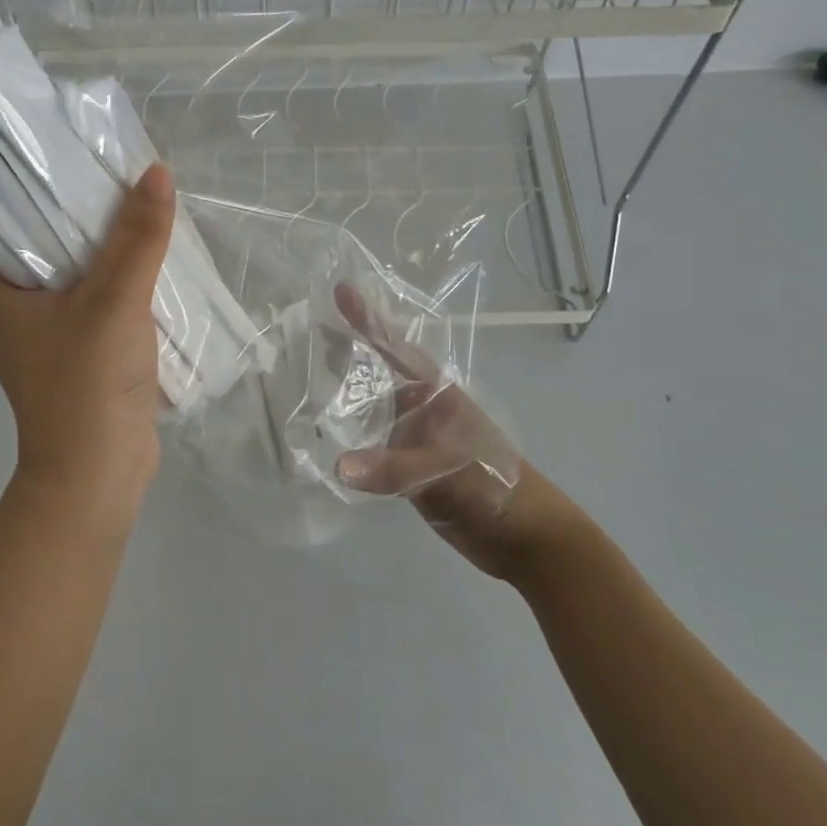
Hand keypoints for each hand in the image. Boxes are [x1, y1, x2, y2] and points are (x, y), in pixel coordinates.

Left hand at [0, 165, 176, 513]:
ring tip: (142, 197)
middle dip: (84, 208)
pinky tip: (153, 249)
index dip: (37, 179)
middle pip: (47, 237)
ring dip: (109, 242)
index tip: (75, 147)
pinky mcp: (80, 345)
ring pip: (78, 267)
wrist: (99, 472)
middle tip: (119, 166)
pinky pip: (98, 293)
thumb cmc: (87, 384)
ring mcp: (47, 327)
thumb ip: (137, 238)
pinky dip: (122, 274)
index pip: (5, 214)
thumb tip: (156, 172)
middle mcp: (12, 302)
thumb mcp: (114, 301)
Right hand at [332, 284, 586, 581]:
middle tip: (304, 335)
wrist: (523, 536)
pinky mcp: (408, 469)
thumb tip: (338, 465)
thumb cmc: (494, 485)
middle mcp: (421, 409)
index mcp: (436, 393)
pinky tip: (323, 439)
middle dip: (345, 354)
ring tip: (303, 382)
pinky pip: (370, 447)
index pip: (395, 348)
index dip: (368, 320)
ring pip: (371, 410)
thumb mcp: (445, 471)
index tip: (340, 290)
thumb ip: (393, 468)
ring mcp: (414, 439)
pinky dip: (347, 440)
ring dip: (343, 398)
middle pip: (376, 374)